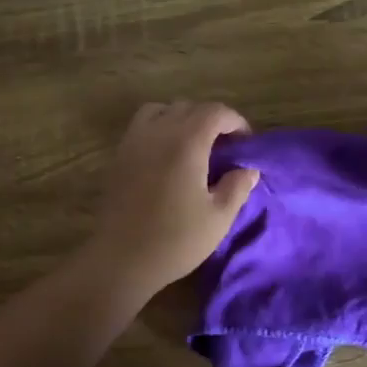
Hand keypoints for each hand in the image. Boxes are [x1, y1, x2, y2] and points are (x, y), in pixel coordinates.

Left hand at [85, 101, 260, 297]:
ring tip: (194, 145)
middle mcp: (158, 132)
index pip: (215, 112)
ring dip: (181, 119)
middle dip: (211, 119)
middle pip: (188, 107)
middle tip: (224, 147)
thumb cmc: (175, 240)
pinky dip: (159, 129)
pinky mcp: (119, 157)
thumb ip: (237, 187)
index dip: (235, 122)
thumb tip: (248, 169)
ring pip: (161, 110)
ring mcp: (133, 142)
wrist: (121, 259)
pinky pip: (141, 127)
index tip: (246, 143)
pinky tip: (168, 158)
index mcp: (186, 142)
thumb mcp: (218, 218)